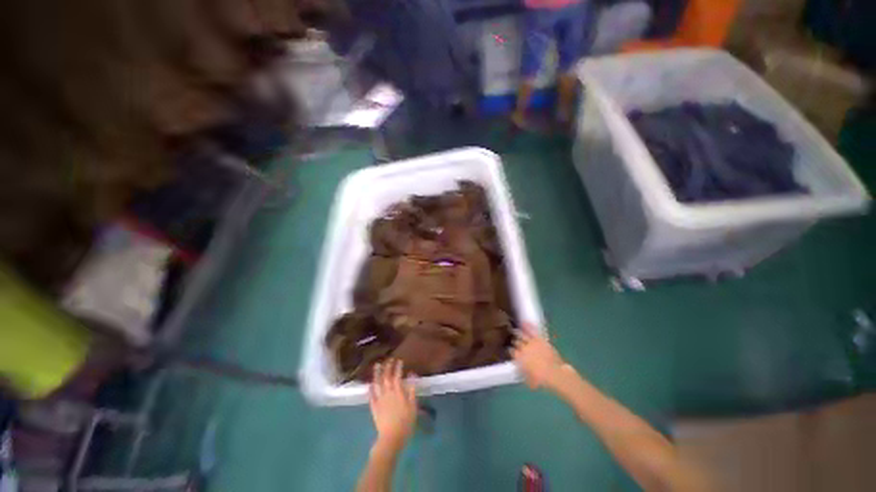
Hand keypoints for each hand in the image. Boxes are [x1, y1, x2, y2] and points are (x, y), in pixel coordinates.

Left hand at [369, 359, 416, 447]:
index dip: (398, 367)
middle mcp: (387, 393)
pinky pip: (371, 396)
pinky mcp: (374, 408)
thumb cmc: (406, 423)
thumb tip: (412, 375)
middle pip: (386, 377)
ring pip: (377, 384)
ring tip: (377, 365)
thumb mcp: (413, 406)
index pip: (397, 376)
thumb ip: (412, 390)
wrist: (392, 438)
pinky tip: (370, 384)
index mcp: (398, 392)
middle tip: (389, 360)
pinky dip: (370, 389)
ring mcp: (379, 400)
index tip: (399, 360)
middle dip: (388, 367)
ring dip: (377, 373)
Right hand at [510, 324, 568, 390]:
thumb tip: (519, 369)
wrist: (556, 374)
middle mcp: (523, 349)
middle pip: (516, 342)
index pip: (511, 351)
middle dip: (515, 342)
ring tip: (515, 331)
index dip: (510, 350)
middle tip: (514, 341)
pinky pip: (532, 331)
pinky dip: (527, 326)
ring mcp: (531, 343)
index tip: (510, 350)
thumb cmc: (542, 380)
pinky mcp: (539, 339)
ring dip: (518, 333)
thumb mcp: (529, 379)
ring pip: (521, 335)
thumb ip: (523, 372)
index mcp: (519, 358)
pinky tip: (523, 322)